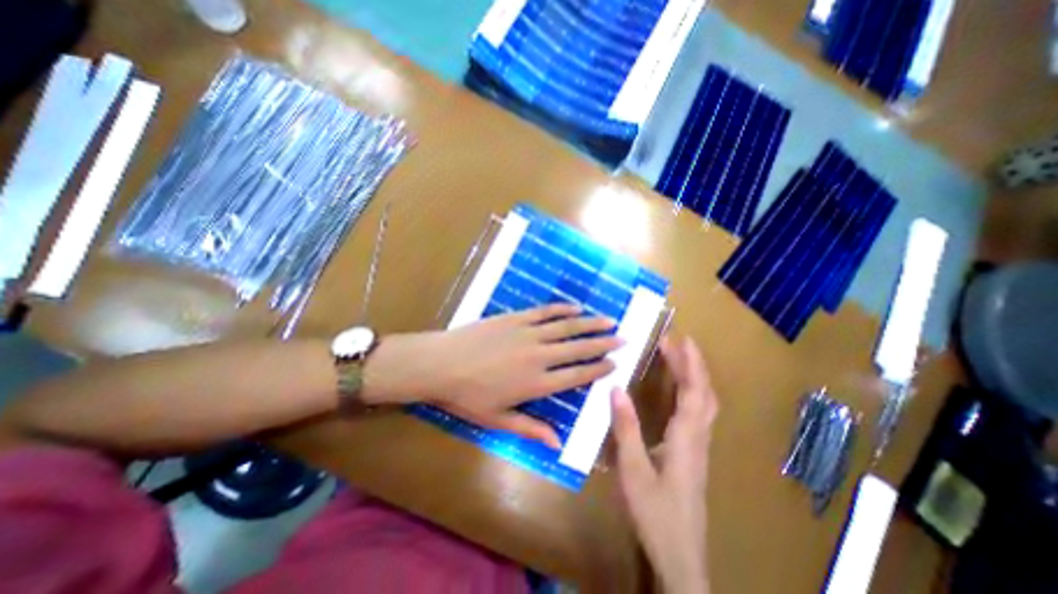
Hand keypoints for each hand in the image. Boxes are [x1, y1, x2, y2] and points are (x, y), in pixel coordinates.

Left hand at [368, 303, 621, 446]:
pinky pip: (545, 312)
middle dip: (602, 343)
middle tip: (622, 338)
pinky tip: (575, 308)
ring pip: (567, 327)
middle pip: (578, 348)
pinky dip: (562, 309)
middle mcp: (539, 356)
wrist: (440, 364)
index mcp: (537, 383)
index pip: (577, 376)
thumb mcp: (498, 420)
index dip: (597, 369)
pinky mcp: (516, 318)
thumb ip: (530, 429)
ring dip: (589, 324)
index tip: (614, 363)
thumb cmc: (467, 396)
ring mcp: (528, 333)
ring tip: (609, 320)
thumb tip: (558, 443)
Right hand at [614, 340, 718, 593]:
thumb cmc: (655, 512)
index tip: (680, 339)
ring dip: (694, 378)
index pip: (693, 392)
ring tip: (678, 359)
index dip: (689, 364)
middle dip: (694, 365)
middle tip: (676, 343)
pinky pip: (698, 415)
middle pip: (704, 394)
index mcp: (686, 438)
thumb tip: (616, 388)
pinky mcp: (694, 455)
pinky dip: (691, 394)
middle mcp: (698, 438)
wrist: (680, 556)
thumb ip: (626, 428)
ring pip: (705, 404)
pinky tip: (678, 393)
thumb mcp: (633, 470)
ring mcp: (699, 447)